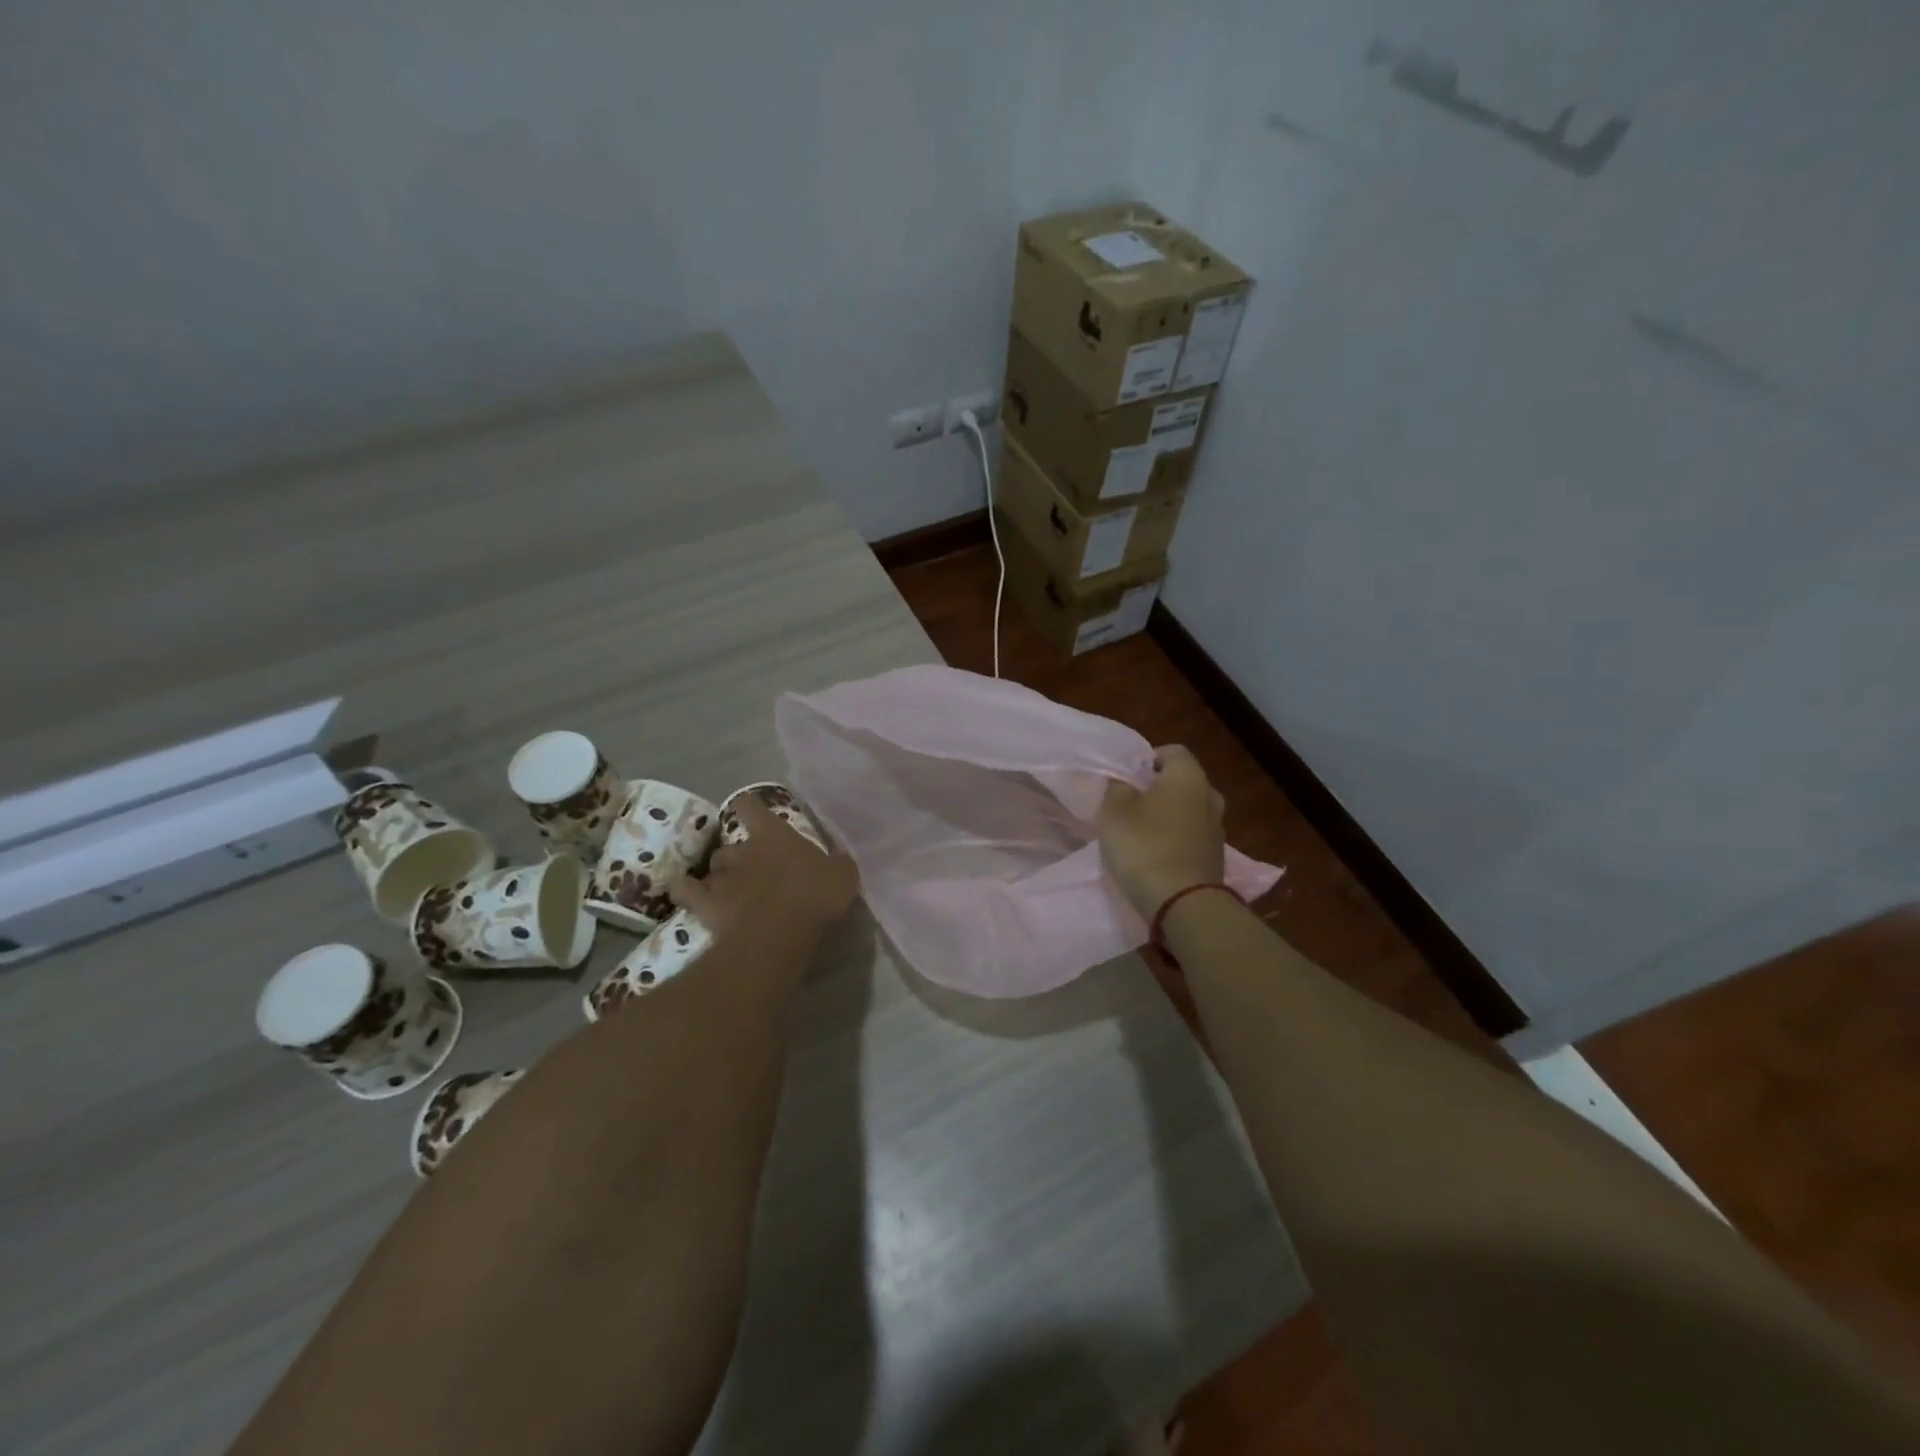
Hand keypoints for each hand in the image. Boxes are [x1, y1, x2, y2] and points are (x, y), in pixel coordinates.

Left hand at [670, 797, 859, 940]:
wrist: (781, 930)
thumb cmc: (816, 894)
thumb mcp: (843, 874)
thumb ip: (837, 863)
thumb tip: (838, 860)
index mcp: (774, 834)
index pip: (751, 806)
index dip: (749, 807)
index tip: (751, 812)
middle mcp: (742, 849)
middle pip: (729, 845)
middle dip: (736, 856)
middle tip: (751, 872)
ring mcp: (721, 877)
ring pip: (711, 868)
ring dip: (718, 877)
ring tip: (727, 891)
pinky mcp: (705, 904)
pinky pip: (684, 891)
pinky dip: (684, 891)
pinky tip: (688, 897)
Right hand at [1097, 745, 1225, 917]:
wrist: (1183, 903)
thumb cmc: (1145, 846)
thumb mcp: (1114, 811)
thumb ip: (1117, 787)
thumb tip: (1124, 781)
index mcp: (1188, 776)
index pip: (1171, 751)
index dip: (1147, 759)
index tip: (1126, 778)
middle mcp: (1210, 796)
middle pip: (1182, 781)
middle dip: (1157, 789)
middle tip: (1130, 804)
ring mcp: (1217, 829)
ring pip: (1188, 810)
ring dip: (1167, 816)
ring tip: (1140, 833)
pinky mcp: (1215, 857)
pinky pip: (1192, 837)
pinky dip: (1175, 840)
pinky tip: (1155, 855)